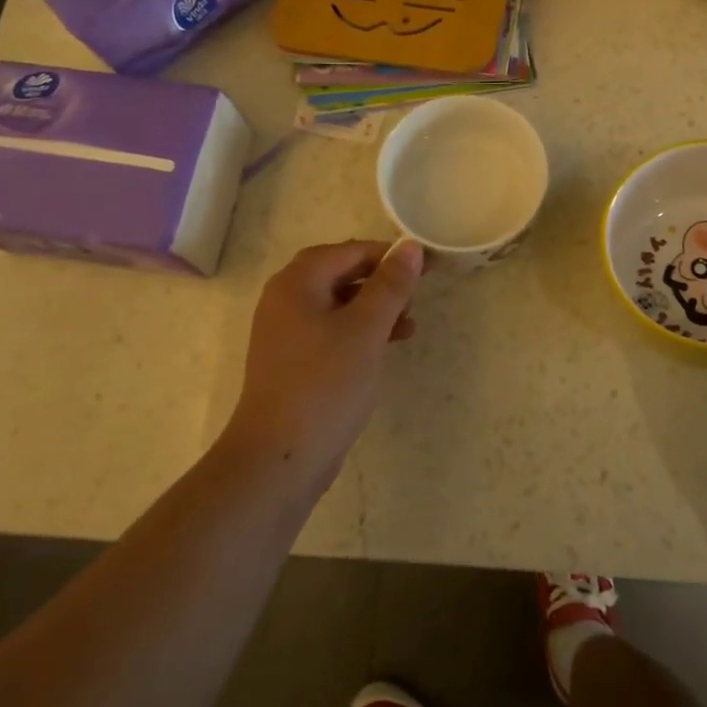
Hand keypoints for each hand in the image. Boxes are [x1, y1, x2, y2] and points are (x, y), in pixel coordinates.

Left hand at [226, 238, 425, 485]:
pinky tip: (385, 348)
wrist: (278, 459)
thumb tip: (409, 246)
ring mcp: (285, 333)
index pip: (349, 251)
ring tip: (410, 324)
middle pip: (341, 274)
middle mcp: (284, 300)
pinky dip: (359, 332)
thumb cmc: (325, 384)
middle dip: (382, 282)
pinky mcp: (292, 362)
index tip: (428, 266)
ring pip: (338, 305)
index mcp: (296, 283)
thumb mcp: (366, 329)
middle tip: (416, 294)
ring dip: (375, 309)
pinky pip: (331, 332)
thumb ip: (390, 284)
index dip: (390, 255)